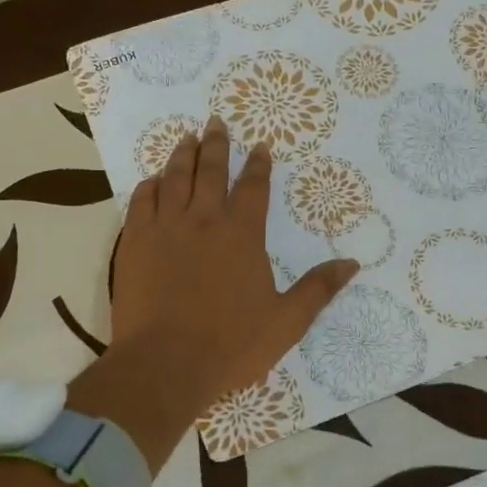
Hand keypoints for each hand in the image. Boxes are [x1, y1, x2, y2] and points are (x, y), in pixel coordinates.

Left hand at [81, 116, 357, 462]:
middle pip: (210, 171)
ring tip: (186, 137)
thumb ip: (318, 290)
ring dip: (182, 155)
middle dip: (216, 144)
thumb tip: (352, 264)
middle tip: (215, 122)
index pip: (253, 187)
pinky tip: (153, 181)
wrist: (164, 365)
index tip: (259, 146)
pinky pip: (141, 202)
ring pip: (174, 179)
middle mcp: (203, 221)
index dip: (257, 164)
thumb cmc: (230, 346)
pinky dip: (149, 186)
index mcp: (242, 235)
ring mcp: (164, 229)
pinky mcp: (134, 243)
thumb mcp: (286, 322)